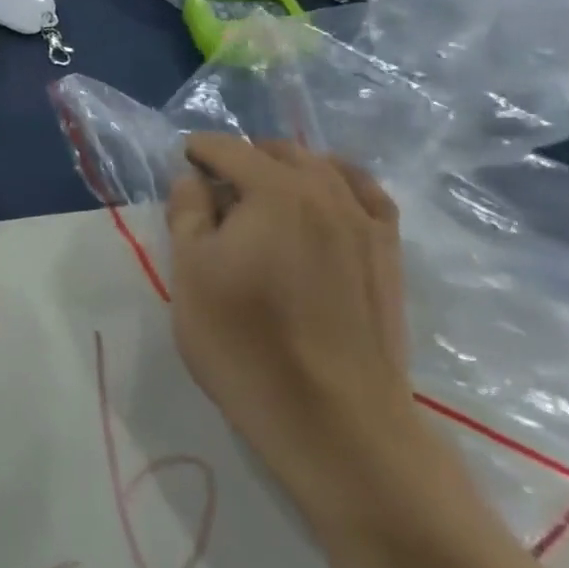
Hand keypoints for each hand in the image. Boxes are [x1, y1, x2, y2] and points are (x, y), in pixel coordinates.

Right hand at [165, 136, 414, 511]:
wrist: (333, 419)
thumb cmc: (244, 340)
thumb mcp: (190, 272)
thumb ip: (187, 211)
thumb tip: (194, 178)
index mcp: (274, 189)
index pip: (227, 148)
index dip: (197, 151)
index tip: (180, 168)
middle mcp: (325, 192)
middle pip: (277, 152)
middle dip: (241, 160)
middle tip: (213, 194)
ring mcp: (364, 223)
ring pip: (322, 169)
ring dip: (286, 170)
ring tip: (262, 198)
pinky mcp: (388, 254)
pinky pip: (365, 196)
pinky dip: (338, 186)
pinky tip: (324, 203)